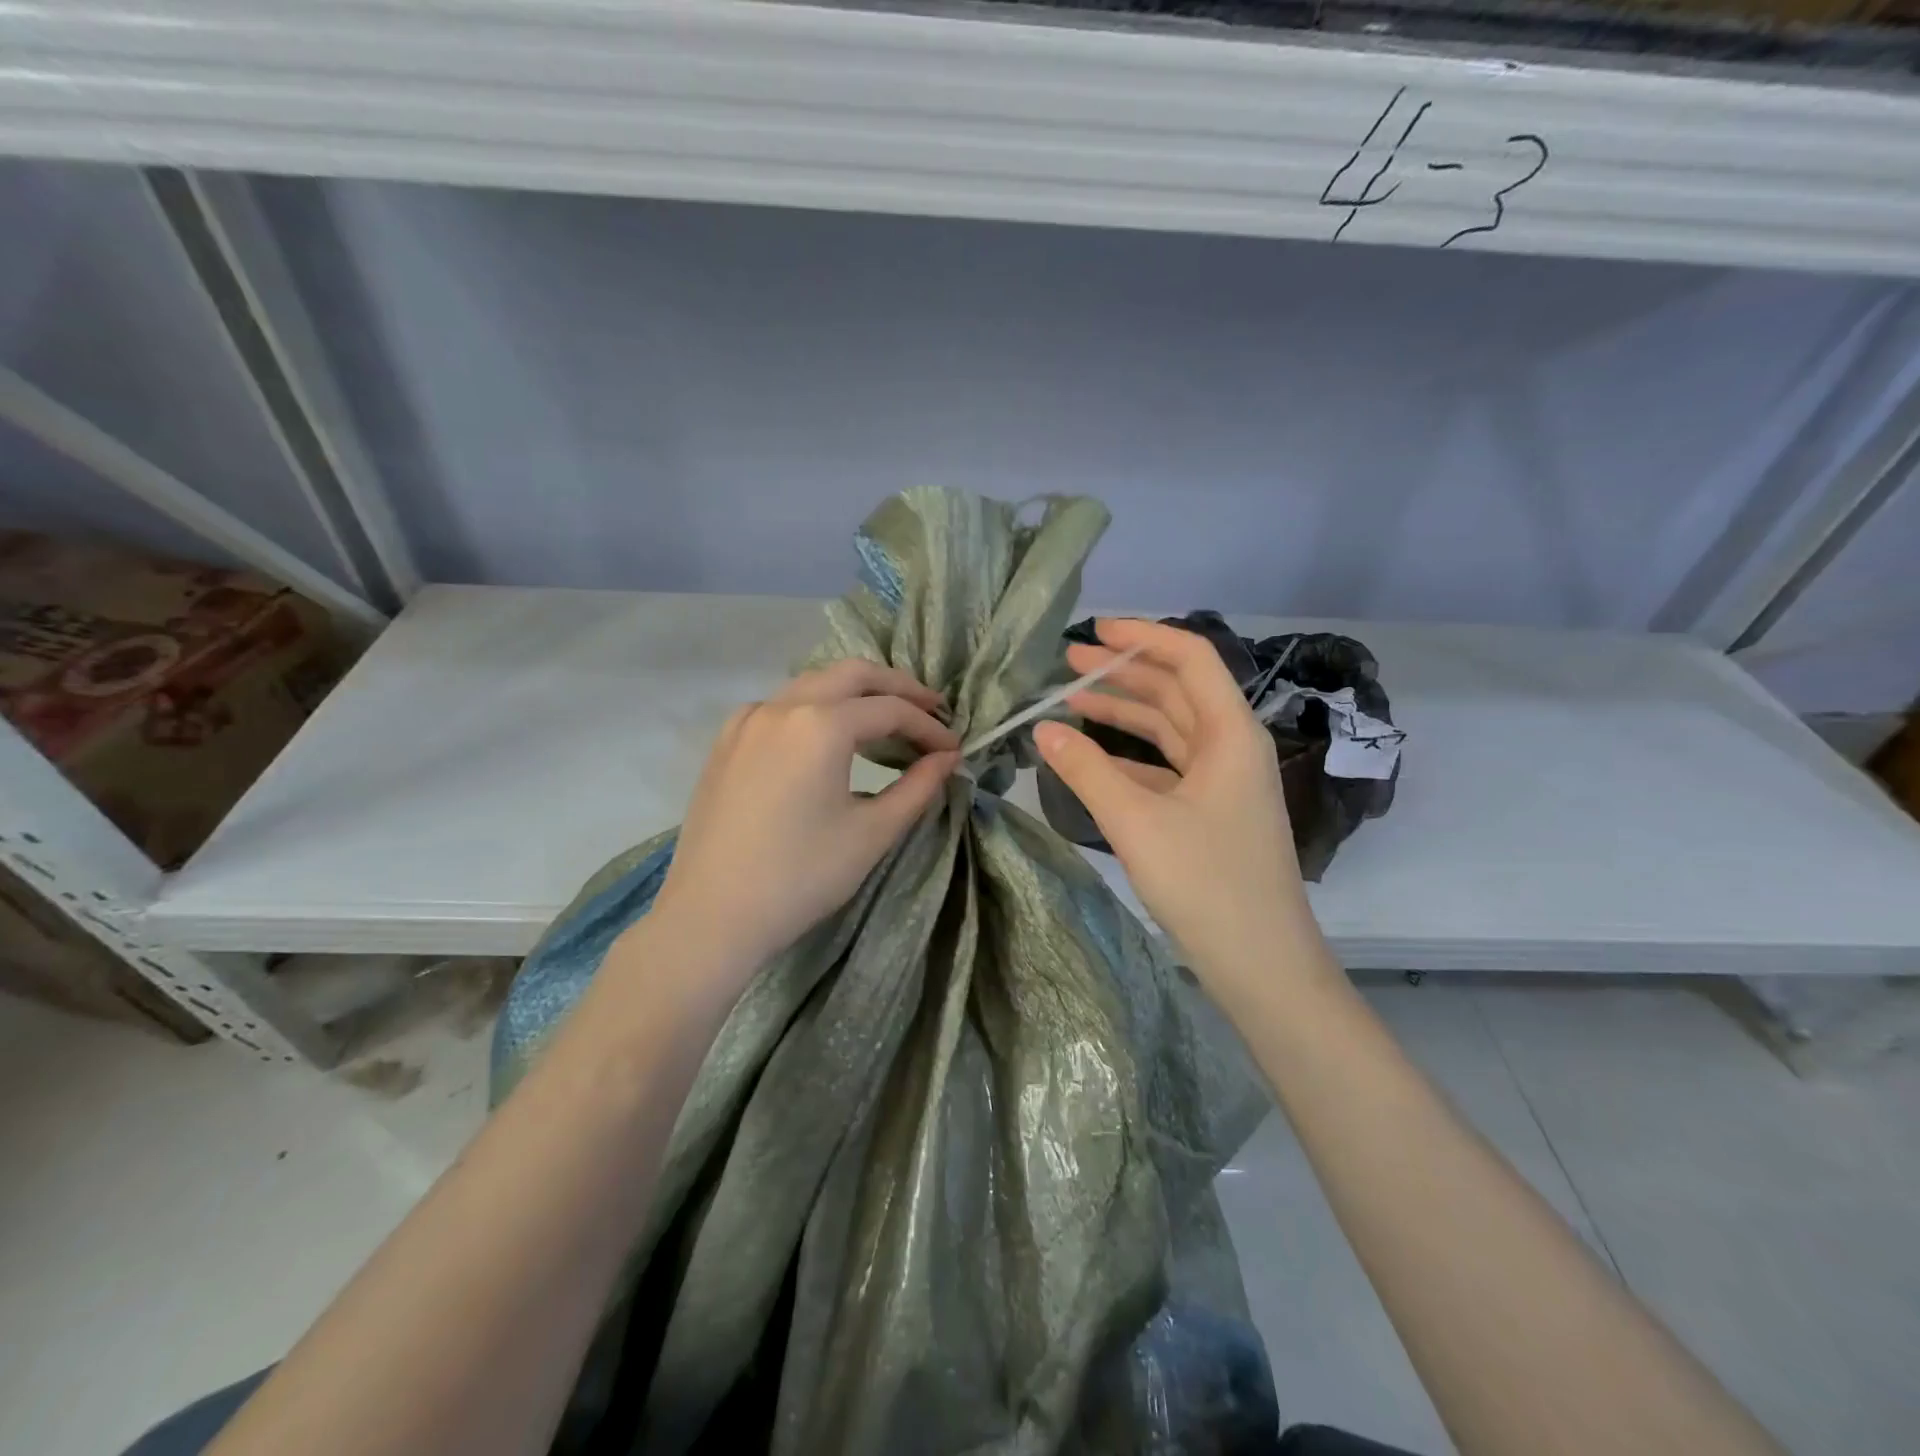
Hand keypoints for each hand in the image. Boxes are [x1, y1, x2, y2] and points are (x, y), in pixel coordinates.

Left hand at [648, 660, 959, 983]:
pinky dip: (817, 708)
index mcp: (820, 725)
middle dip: (897, 687)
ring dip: (856, 693)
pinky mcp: (727, 741)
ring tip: (887, 721)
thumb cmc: (800, 877)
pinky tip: (828, 739)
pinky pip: (782, 706)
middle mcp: (782, 706)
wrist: (711, 916)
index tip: (953, 749)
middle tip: (930, 710)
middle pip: (852, 674)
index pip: (890, 710)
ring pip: (813, 683)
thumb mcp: (871, 833)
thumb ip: (917, 787)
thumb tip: (947, 758)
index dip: (929, 727)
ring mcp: (747, 720)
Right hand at [1034, 618, 1320, 1000]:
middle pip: (1177, 690)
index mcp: (1231, 734)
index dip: (1143, 637)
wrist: (1262, 965)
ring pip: (1170, 729)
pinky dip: (1131, 756)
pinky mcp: (1212, 812)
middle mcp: (1232, 747)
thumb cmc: (1206, 884)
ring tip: (1072, 699)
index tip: (1094, 632)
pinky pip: (1167, 767)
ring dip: (1125, 712)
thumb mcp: (1137, 822)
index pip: (1191, 659)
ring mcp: (1224, 782)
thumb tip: (1042, 729)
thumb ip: (1086, 770)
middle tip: (1068, 663)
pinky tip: (1093, 758)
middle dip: (1124, 672)